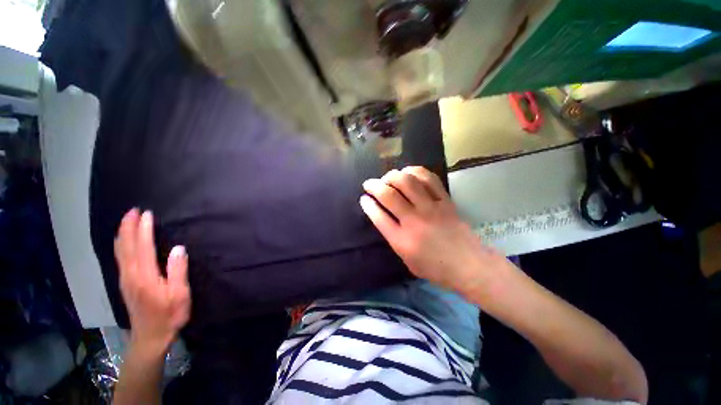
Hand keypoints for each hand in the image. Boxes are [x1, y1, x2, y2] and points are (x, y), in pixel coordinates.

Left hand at [114, 209, 190, 353]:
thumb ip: (178, 271)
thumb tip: (178, 249)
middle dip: (128, 227)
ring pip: (120, 252)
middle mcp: (131, 275)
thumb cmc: (169, 315)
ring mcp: (125, 279)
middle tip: (132, 210)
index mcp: (145, 277)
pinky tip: (121, 241)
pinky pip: (119, 258)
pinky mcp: (125, 284)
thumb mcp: (179, 295)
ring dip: (122, 234)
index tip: (147, 214)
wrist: (150, 337)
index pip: (143, 247)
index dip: (144, 230)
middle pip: (126, 246)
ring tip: (126, 220)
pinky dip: (120, 245)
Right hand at [360, 167, 508, 296]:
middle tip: (369, 184)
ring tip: (388, 177)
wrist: (469, 265)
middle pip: (389, 195)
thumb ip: (394, 239)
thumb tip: (385, 217)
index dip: (368, 204)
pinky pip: (429, 179)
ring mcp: (431, 208)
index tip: (363, 198)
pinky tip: (409, 172)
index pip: (378, 217)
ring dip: (393, 175)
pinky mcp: (445, 201)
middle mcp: (414, 221)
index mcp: (402, 240)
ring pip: (407, 182)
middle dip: (374, 186)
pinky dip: (416, 171)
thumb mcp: (407, 260)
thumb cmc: (435, 268)